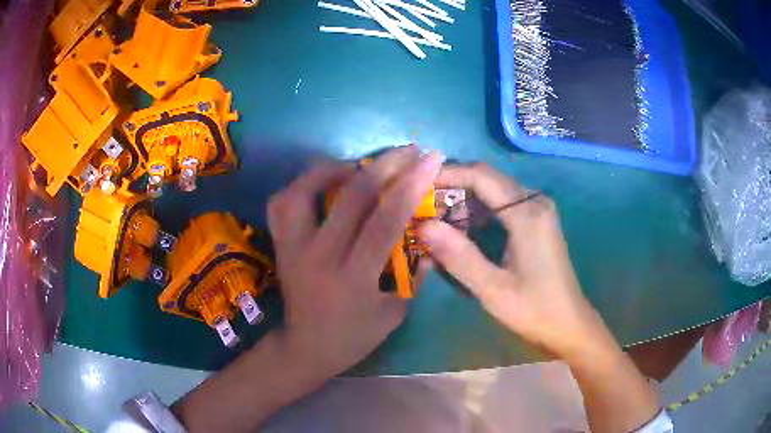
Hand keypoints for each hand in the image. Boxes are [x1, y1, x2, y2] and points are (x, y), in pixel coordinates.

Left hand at [267, 146, 441, 375]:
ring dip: (336, 167)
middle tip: (408, 150)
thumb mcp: (395, 313)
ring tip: (359, 164)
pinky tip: (322, 183)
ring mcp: (292, 246)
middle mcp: (319, 254)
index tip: (432, 159)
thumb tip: (428, 233)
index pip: (386, 218)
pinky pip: (281, 202)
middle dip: (386, 164)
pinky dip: (302, 183)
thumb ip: (414, 274)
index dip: (412, 184)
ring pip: (305, 188)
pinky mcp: (279, 243)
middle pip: (351, 195)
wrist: (305, 347)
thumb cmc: (353, 336)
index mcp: (353, 276)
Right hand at [421, 163, 611, 361]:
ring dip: (464, 202)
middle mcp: (534, 202)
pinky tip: (462, 232)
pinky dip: (478, 213)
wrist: (569, 324)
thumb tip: (423, 225)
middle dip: (452, 189)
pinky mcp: (537, 221)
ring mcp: (538, 210)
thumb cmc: (534, 310)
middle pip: (486, 179)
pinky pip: (502, 205)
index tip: (417, 185)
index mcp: (527, 213)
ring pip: (493, 191)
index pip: (481, 176)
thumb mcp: (493, 289)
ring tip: (435, 222)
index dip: (447, 175)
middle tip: (421, 209)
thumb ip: (458, 256)